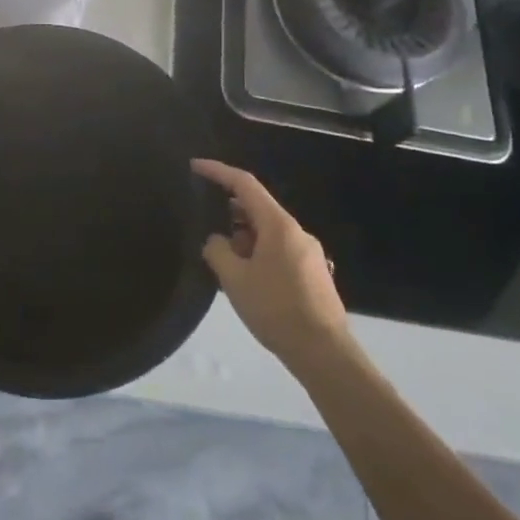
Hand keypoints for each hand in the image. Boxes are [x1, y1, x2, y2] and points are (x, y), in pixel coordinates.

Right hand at [196, 159, 350, 360]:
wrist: (324, 353)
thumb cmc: (276, 309)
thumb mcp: (234, 279)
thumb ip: (218, 251)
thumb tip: (217, 241)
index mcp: (279, 225)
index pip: (245, 184)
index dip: (218, 172)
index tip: (195, 167)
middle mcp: (297, 232)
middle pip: (257, 209)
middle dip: (230, 215)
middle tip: (207, 232)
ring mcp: (309, 253)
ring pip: (268, 233)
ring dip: (244, 239)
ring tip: (226, 264)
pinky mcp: (314, 274)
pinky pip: (279, 251)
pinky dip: (259, 254)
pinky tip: (249, 281)